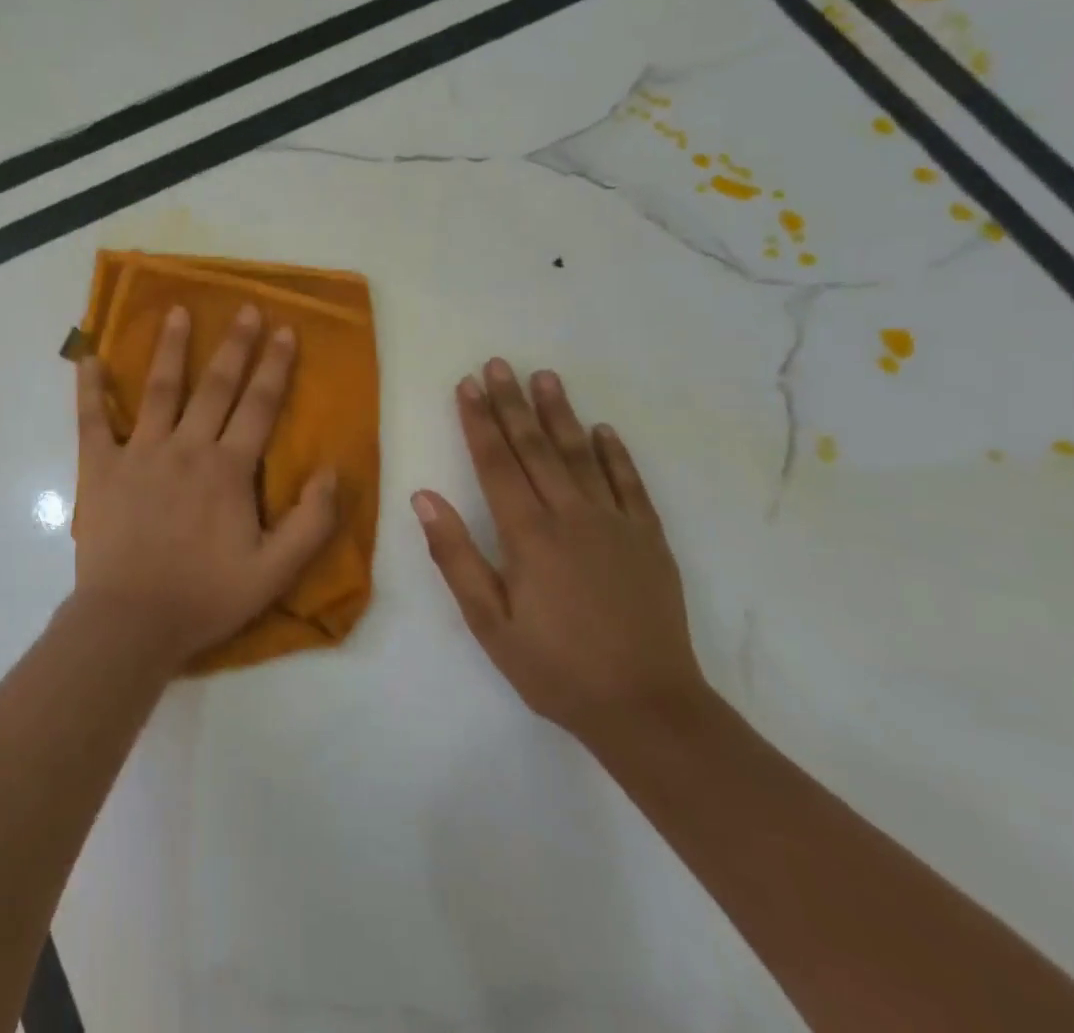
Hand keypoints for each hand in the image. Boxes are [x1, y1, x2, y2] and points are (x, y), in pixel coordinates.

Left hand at [72, 304, 338, 668]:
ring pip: (160, 390)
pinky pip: (93, 419)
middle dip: (234, 345)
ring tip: (178, 312)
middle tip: (245, 308)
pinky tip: (89, 357)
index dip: (275, 366)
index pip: (259, 406)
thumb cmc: (204, 597)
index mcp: (228, 470)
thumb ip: (311, 522)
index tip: (285, 330)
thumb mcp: (274, 572)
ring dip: (171, 348)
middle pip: (216, 386)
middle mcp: (186, 448)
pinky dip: (90, 388)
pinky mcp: (100, 467)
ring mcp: (140, 452)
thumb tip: (333, 471)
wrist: (131, 623)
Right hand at [412, 359, 706, 745]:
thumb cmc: (555, 668)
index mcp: (528, 535)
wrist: (648, 709)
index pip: (496, 463)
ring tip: (546, 377)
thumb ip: (455, 556)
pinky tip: (604, 430)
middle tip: (499, 364)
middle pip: (536, 448)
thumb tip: (423, 497)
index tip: (467, 385)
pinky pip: (631, 485)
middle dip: (513, 403)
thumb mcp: (489, 622)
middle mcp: (571, 516)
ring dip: (561, 414)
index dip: (479, 421)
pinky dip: (616, 455)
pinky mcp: (649, 540)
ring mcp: (616, 524)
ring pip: (582, 455)